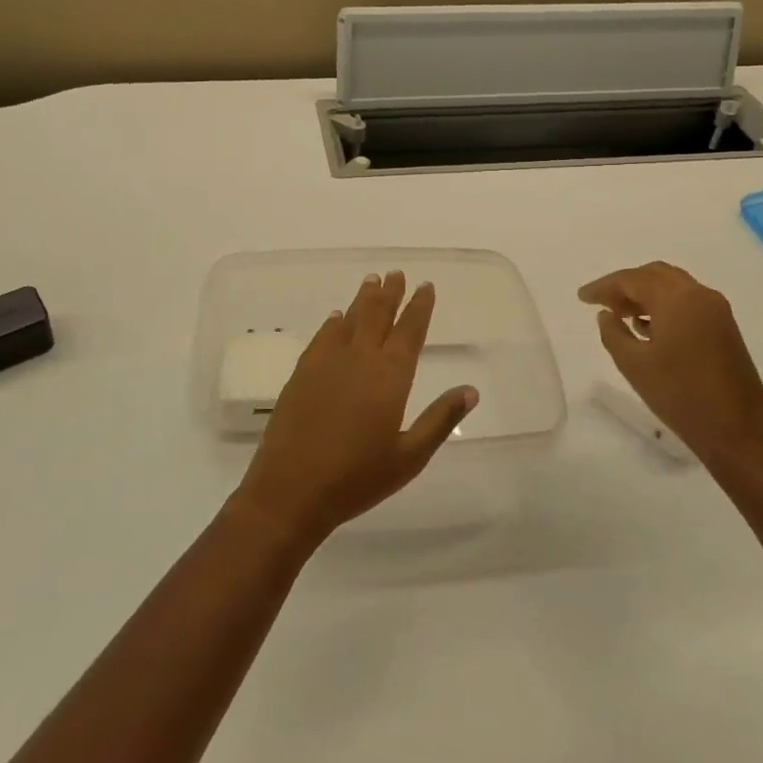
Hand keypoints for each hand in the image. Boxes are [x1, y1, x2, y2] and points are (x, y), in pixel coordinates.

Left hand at [233, 271, 476, 546]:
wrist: (292, 488)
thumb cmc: (357, 478)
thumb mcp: (409, 457)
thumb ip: (440, 420)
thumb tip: (470, 390)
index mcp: (390, 376)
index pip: (409, 331)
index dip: (419, 307)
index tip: (425, 286)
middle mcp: (360, 358)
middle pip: (378, 315)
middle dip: (390, 293)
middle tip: (396, 273)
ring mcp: (327, 362)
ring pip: (349, 319)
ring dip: (363, 299)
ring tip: (372, 281)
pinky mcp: (302, 371)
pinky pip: (323, 336)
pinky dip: (333, 322)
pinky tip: (336, 317)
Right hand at [579, 262, 762, 470]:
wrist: (738, 433)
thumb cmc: (680, 396)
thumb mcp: (633, 365)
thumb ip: (613, 332)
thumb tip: (606, 314)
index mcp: (677, 299)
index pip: (632, 280)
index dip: (604, 287)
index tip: (582, 298)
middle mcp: (700, 295)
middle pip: (655, 275)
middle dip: (626, 285)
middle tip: (602, 303)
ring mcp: (717, 311)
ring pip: (673, 286)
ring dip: (645, 294)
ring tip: (621, 315)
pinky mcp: (725, 328)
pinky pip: (688, 302)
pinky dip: (664, 305)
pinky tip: (648, 328)